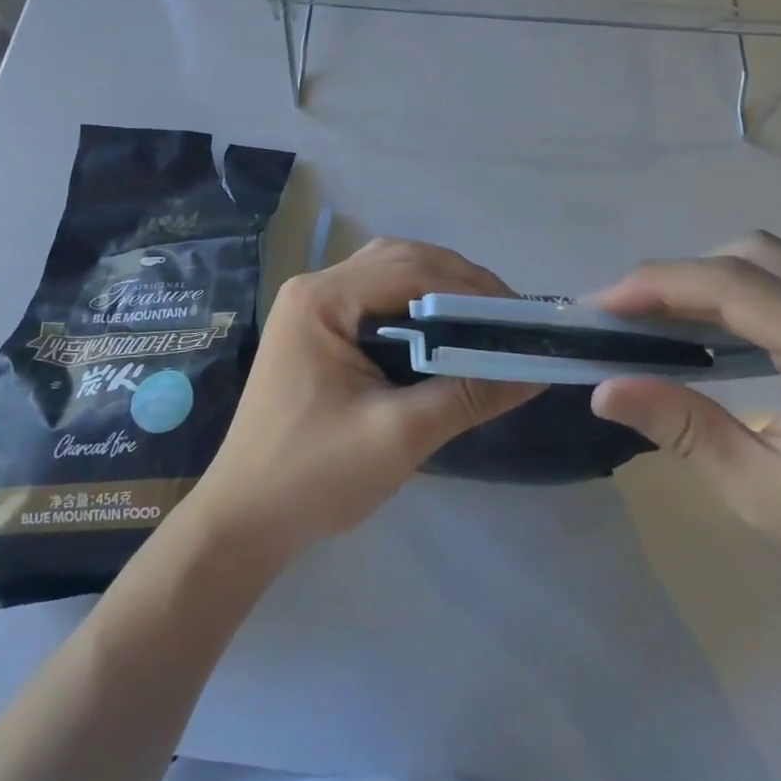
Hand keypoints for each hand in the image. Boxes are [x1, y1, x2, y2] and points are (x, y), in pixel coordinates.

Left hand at [193, 238, 541, 556]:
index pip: (410, 270)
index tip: (521, 318)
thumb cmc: (314, 476)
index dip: (471, 289)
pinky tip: (442, 334)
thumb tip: (536, 371)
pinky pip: (375, 299)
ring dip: (438, 290)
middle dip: (459, 283)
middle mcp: (314, 288)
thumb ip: (467, 396)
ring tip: (484, 322)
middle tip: (508, 319)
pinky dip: (415, 307)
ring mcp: (312, 306)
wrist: (244, 519)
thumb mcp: (399, 436)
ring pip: (389, 274)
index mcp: (322, 299)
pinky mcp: (317, 329)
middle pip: (400, 261)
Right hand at [590, 233, 780, 632]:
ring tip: (658, 322)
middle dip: (680, 277)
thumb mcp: (764, 492)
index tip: (600, 305)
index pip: (731, 284)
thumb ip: (682, 427)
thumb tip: (604, 389)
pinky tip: (712, 337)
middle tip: (628, 317)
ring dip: (709, 282)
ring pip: (772, 265)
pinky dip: (741, 298)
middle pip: (751, 257)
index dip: (657, 285)